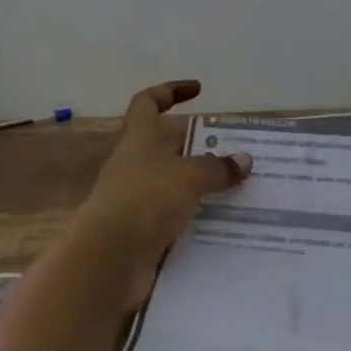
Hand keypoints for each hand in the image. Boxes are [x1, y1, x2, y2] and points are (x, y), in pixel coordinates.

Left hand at [71, 80, 247, 302]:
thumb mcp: (188, 177)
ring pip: (172, 182)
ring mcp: (135, 200)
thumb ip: (216, 167)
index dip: (170, 91)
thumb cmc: (144, 201)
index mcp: (138, 139)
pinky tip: (221, 222)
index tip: (198, 90)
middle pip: (165, 145)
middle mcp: (134, 164)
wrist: (106, 261)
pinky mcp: (141, 232)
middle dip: (197, 145)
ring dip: (199, 183)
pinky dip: (194, 216)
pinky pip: (173, 216)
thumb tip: (244, 160)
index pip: (148, 102)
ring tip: (236, 187)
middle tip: (232, 150)